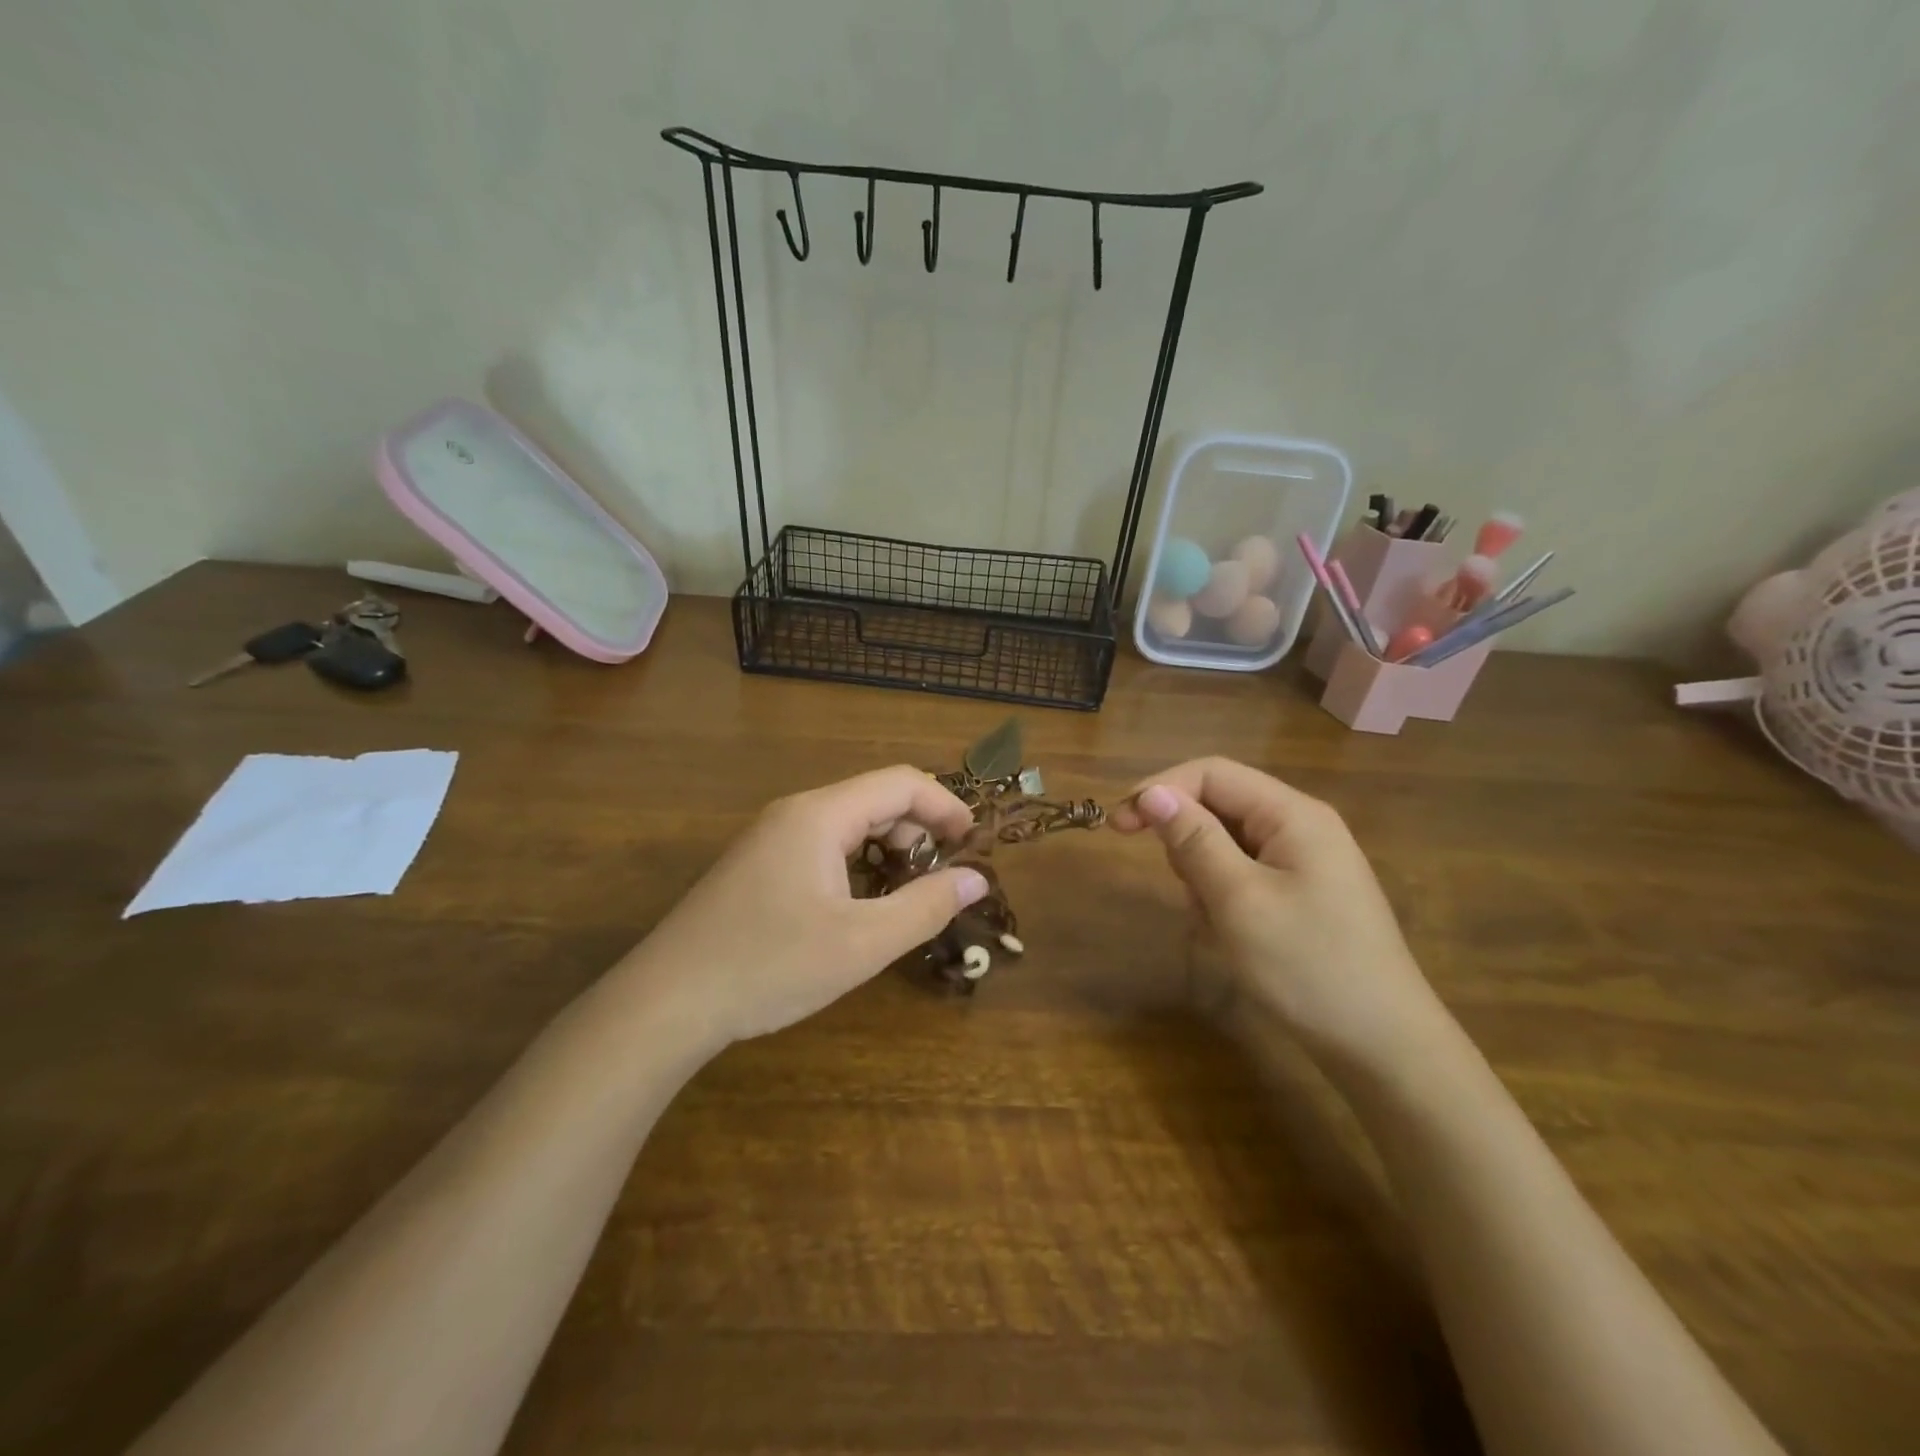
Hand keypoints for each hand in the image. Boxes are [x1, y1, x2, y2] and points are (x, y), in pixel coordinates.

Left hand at [626, 767, 988, 1042]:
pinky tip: (858, 909)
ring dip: (887, 851)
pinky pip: (823, 847)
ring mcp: (771, 838)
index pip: (901, 783)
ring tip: (902, 900)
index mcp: (820, 815)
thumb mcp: (862, 943)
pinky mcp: (758, 865)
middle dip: (917, 833)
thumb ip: (926, 906)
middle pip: (875, 800)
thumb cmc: (770, 966)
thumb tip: (977, 878)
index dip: (946, 806)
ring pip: (848, 825)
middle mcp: (795, 812)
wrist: (666, 1002)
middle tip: (937, 884)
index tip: (974, 845)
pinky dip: (856, 865)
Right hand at [1109, 758, 1448, 1069]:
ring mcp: (1305, 862)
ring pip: (1227, 844)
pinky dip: (1224, 897)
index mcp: (1292, 814)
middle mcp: (1301, 826)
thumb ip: (1194, 839)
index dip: (1160, 789)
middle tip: (1188, 893)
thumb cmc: (1307, 966)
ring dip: (1204, 876)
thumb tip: (1151, 793)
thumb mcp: (1239, 900)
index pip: (1211, 773)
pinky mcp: (1303, 894)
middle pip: (1219, 805)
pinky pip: (1244, 875)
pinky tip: (1232, 936)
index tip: (1118, 827)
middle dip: (1187, 841)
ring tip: (1216, 923)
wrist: (1383, 1048)